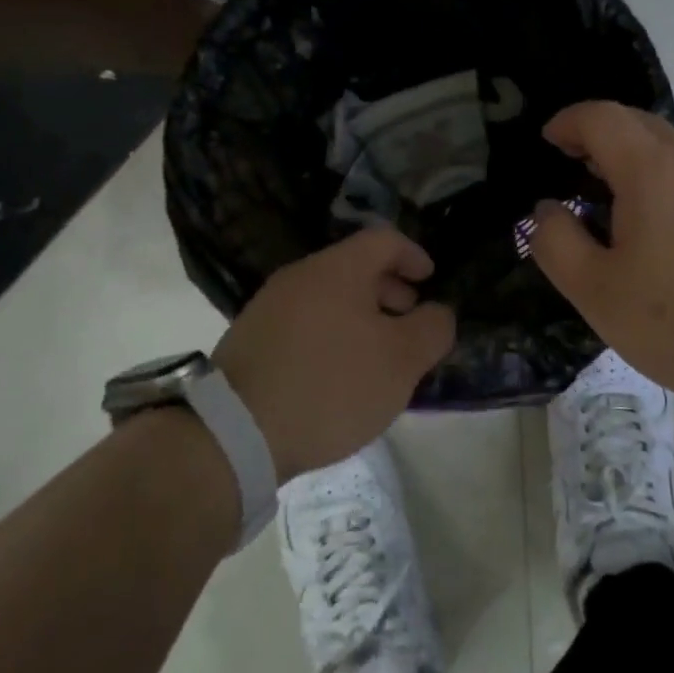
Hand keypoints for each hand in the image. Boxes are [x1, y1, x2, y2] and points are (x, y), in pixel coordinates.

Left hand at [212, 228, 455, 480]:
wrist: (235, 431)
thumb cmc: (331, 385)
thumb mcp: (400, 361)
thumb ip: (432, 329)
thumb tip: (438, 312)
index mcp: (338, 269)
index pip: (384, 240)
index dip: (413, 255)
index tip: (430, 281)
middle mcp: (301, 276)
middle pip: (354, 267)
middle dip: (389, 289)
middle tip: (408, 321)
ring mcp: (269, 306)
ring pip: (328, 297)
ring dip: (360, 316)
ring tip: (376, 355)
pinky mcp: (250, 339)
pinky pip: (304, 322)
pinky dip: (331, 334)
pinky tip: (336, 374)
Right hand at [529, 101, 673, 409]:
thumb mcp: (596, 291)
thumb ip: (556, 242)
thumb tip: (546, 210)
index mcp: (651, 170)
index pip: (602, 116)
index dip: (568, 122)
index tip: (547, 143)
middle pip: (638, 124)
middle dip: (598, 136)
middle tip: (571, 170)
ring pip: (669, 151)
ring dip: (630, 162)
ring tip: (608, 207)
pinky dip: (660, 185)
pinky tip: (656, 235)